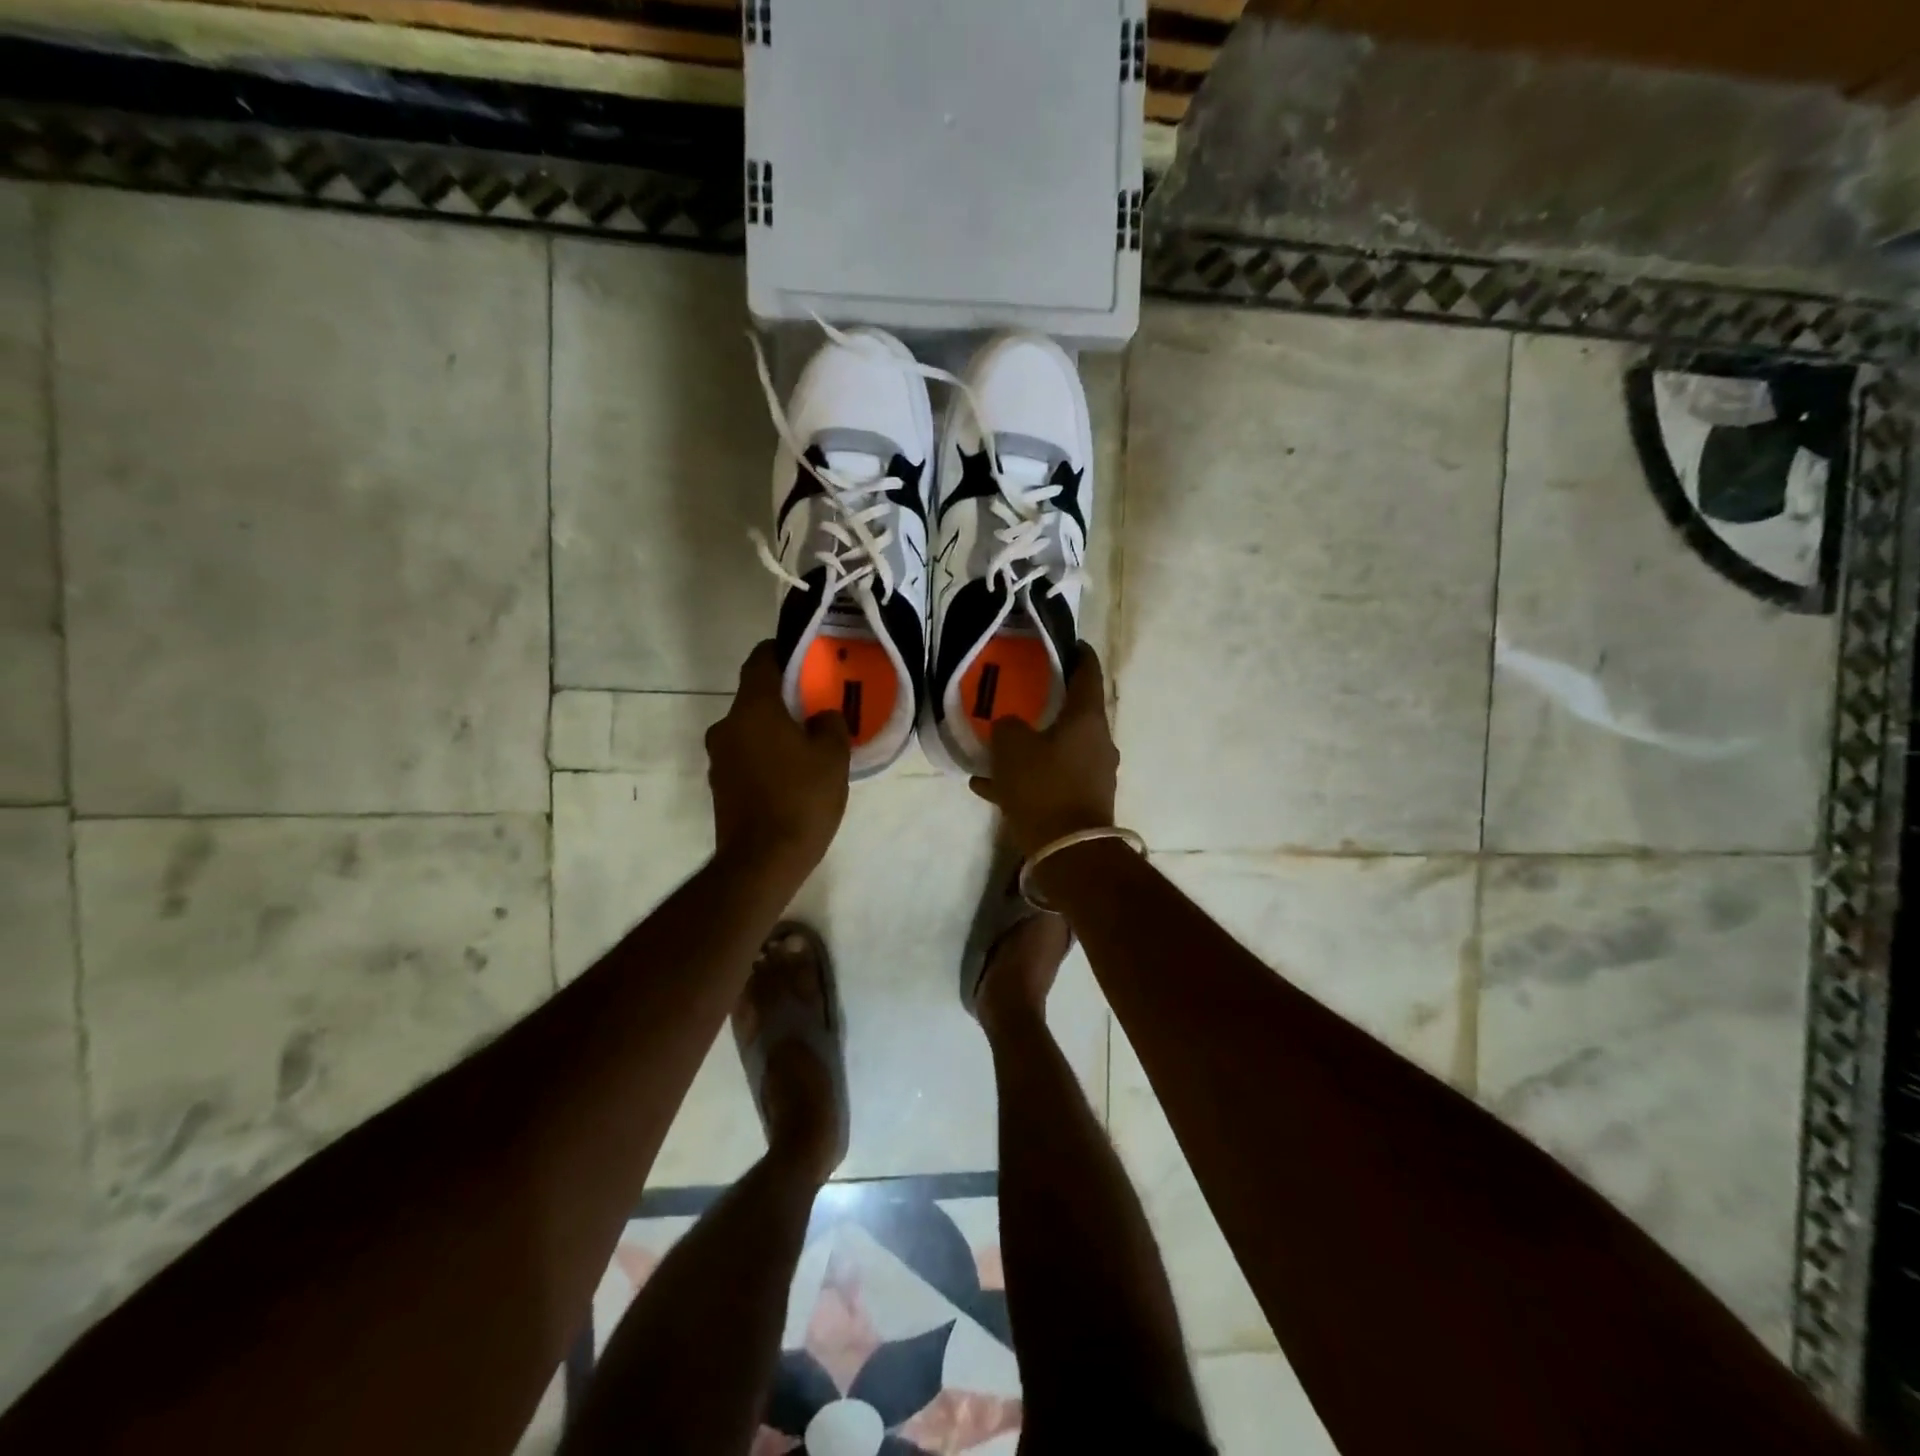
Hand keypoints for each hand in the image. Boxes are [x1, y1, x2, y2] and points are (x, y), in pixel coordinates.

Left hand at [706, 642, 849, 878]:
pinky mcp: (720, 785)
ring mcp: (719, 758)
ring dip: (774, 730)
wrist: (762, 861)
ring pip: (750, 729)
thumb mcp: (832, 757)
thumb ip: (830, 724)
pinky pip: (746, 756)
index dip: (781, 652)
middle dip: (783, 699)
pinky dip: (765, 755)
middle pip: (755, 698)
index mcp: (753, 709)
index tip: (803, 656)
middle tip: (815, 707)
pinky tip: (791, 775)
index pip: (760, 661)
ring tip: (807, 745)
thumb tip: (820, 716)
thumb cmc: (801, 799)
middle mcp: (727, 726)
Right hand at [968, 647, 1118, 856]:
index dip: (1077, 653)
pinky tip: (989, 787)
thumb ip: (1008, 726)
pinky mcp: (1082, 801)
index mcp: (1087, 719)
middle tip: (1022, 693)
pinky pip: (1050, 780)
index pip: (1087, 673)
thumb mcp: (1012, 748)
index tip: (1066, 642)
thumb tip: (1010, 726)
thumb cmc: (1043, 787)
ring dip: (1030, 747)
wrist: (1068, 851)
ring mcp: (1093, 774)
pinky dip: (1026, 779)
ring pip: (1057, 749)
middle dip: (1048, 704)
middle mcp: (1097, 742)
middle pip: (1073, 713)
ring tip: (996, 748)